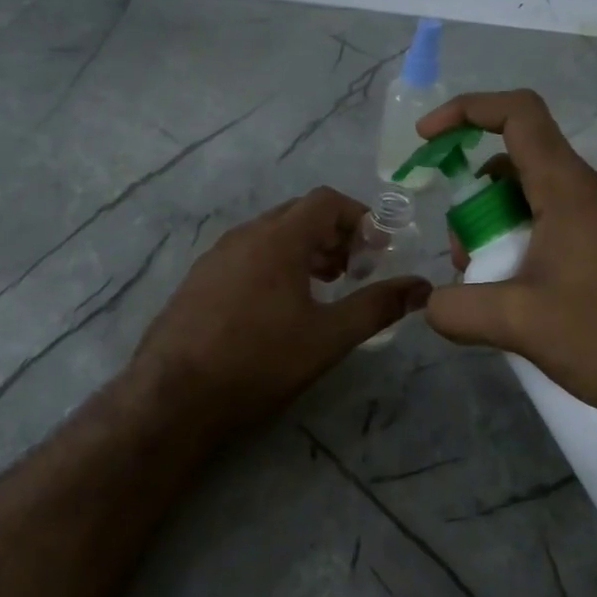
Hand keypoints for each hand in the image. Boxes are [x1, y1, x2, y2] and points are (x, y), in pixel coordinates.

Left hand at [131, 187, 431, 432]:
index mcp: (278, 238)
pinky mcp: (198, 279)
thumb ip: (377, 306)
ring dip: (304, 249)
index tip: (377, 250)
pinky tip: (278, 305)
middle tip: (355, 269)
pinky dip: (274, 263)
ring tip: (323, 287)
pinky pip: (246, 254)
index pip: (326, 201)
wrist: (174, 394)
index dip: (359, 217)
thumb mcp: (328, 337)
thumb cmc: (259, 360)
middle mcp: (244, 235)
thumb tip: (422, 287)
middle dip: (334, 234)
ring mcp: (215, 256)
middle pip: (298, 214)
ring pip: (270, 234)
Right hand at [419, 90, 596, 416]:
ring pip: (529, 200)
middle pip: (512, 166)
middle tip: (462, 261)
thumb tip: (431, 303)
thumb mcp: (521, 324)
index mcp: (567, 189)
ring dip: (493, 232)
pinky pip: (551, 226)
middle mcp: (586, 191)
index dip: (467, 110)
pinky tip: (517, 298)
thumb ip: (459, 309)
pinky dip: (519, 247)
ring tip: (486, 287)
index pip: (518, 114)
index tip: (426, 138)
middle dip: (471, 205)